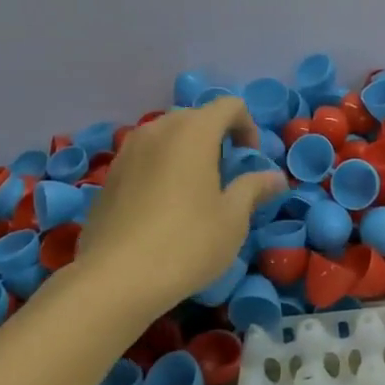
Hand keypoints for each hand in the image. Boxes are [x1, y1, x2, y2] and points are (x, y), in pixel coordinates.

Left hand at [76, 98, 286, 318]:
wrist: (115, 278)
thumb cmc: (187, 243)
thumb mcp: (232, 219)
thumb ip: (254, 189)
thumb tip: (275, 177)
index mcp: (193, 131)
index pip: (229, 105)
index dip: (248, 126)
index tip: (250, 159)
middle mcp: (158, 130)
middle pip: (195, 117)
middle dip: (216, 137)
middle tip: (227, 174)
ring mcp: (128, 151)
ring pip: (166, 136)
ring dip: (187, 151)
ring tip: (195, 189)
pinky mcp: (109, 176)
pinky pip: (144, 157)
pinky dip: (161, 168)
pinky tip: (163, 207)